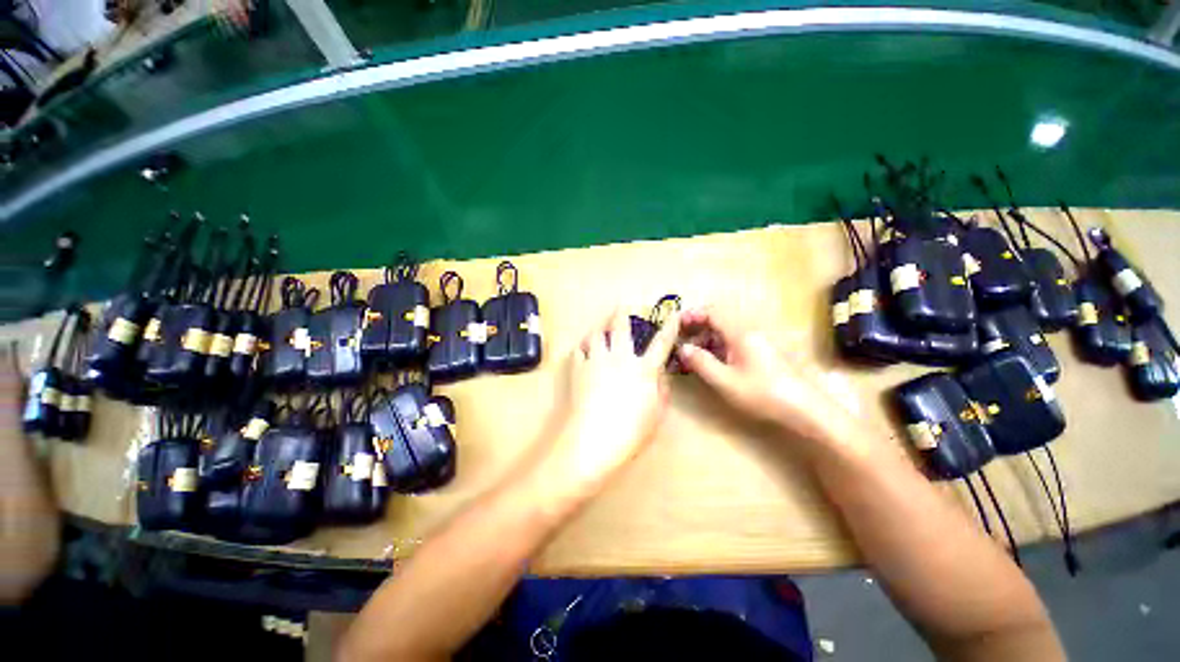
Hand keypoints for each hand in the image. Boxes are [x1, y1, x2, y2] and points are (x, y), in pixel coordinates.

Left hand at [545, 308, 680, 495]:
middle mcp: (620, 358)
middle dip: (622, 312)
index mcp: (643, 369)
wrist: (593, 440)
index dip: (668, 327)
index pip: (661, 343)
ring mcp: (596, 360)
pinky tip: (584, 352)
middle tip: (622, 306)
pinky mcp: (578, 369)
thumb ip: (661, 391)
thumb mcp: (655, 415)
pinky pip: (579, 350)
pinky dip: (583, 348)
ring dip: (600, 328)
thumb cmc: (630, 432)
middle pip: (621, 326)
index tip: (672, 314)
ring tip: (600, 330)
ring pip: (596, 334)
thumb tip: (660, 376)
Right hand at [677, 307, 865, 454]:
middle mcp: (750, 330)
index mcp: (741, 332)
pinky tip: (713, 361)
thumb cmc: (763, 394)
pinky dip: (719, 345)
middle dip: (698, 326)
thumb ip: (702, 363)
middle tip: (683, 341)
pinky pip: (735, 339)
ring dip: (708, 337)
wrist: (805, 409)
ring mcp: (758, 340)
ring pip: (726, 329)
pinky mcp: (762, 350)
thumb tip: (683, 348)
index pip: (712, 311)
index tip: (677, 326)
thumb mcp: (726, 381)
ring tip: (694, 354)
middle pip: (719, 317)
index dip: (692, 315)